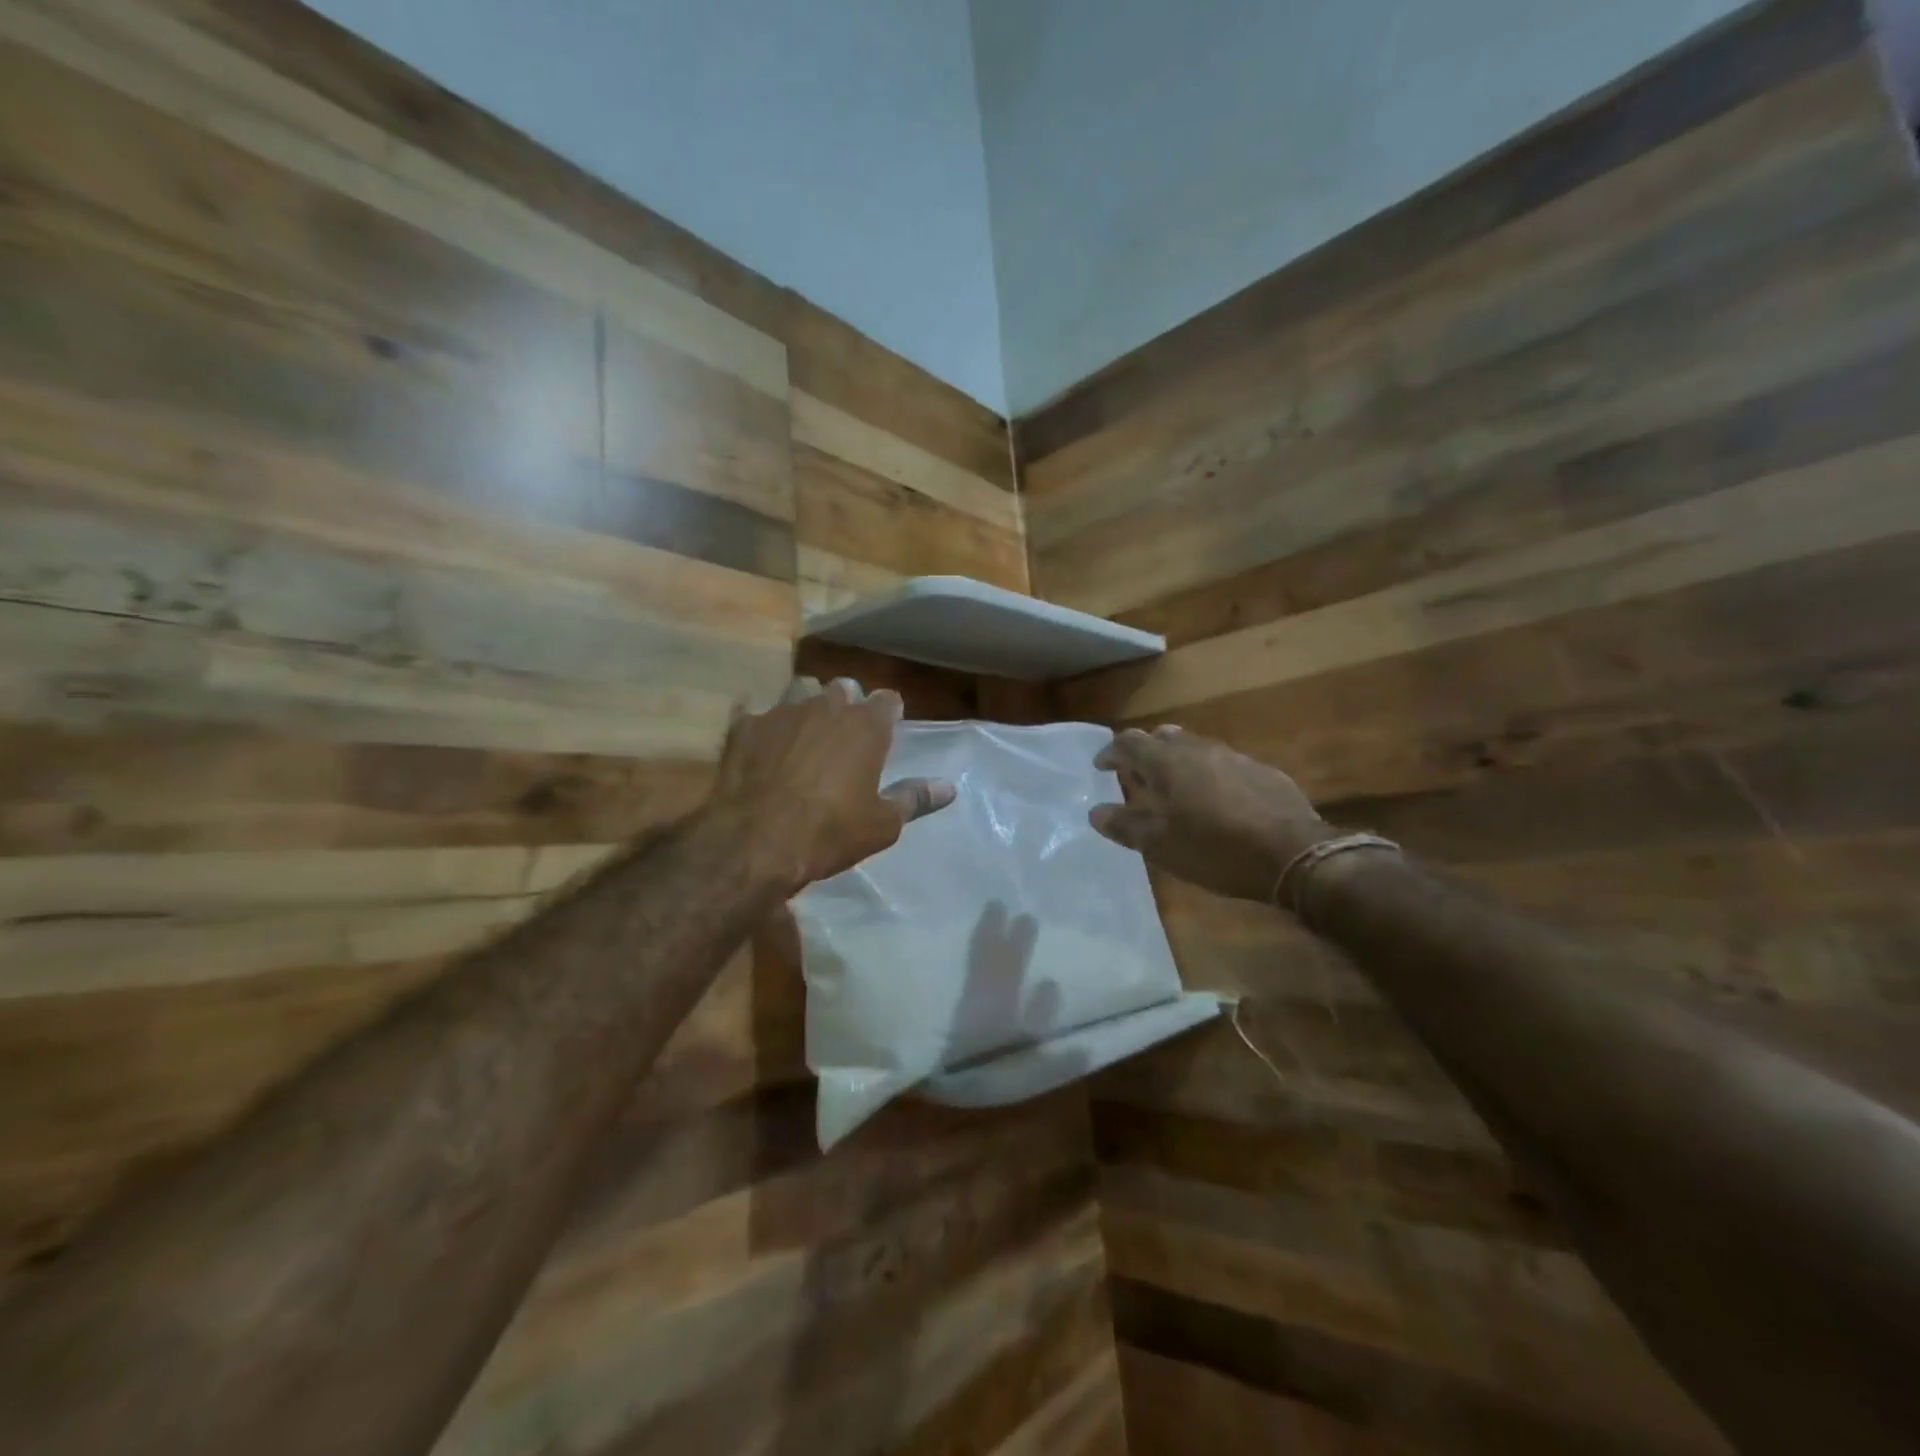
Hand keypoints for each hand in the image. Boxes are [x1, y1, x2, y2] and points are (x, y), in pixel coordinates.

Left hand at [711, 676, 954, 895]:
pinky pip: (756, 712)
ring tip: (804, 731)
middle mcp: (826, 707)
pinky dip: (763, 726)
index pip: (888, 700)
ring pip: (801, 690)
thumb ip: (914, 798)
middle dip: (848, 702)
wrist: (755, 840)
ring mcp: (782, 712)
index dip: (889, 711)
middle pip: (844, 688)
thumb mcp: (882, 824)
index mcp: (866, 726)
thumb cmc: (830, 832)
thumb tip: (949, 787)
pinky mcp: (745, 726)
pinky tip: (760, 743)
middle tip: (845, 731)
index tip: (889, 727)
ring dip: (807, 704)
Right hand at [1090, 726, 1334, 902]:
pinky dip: (1208, 774)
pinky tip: (1216, 801)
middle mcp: (1199, 749)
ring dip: (1178, 762)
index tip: (1102, 767)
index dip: (1111, 752)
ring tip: (1175, 789)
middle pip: (1163, 737)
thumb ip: (1125, 826)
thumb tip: (1096, 812)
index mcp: (1167, 762)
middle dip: (1145, 752)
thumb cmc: (1215, 850)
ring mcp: (1234, 756)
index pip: (1129, 741)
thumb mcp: (1161, 846)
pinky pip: (1224, 763)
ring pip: (1196, 747)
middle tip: (1137, 777)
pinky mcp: (1262, 771)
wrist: (1293, 854)